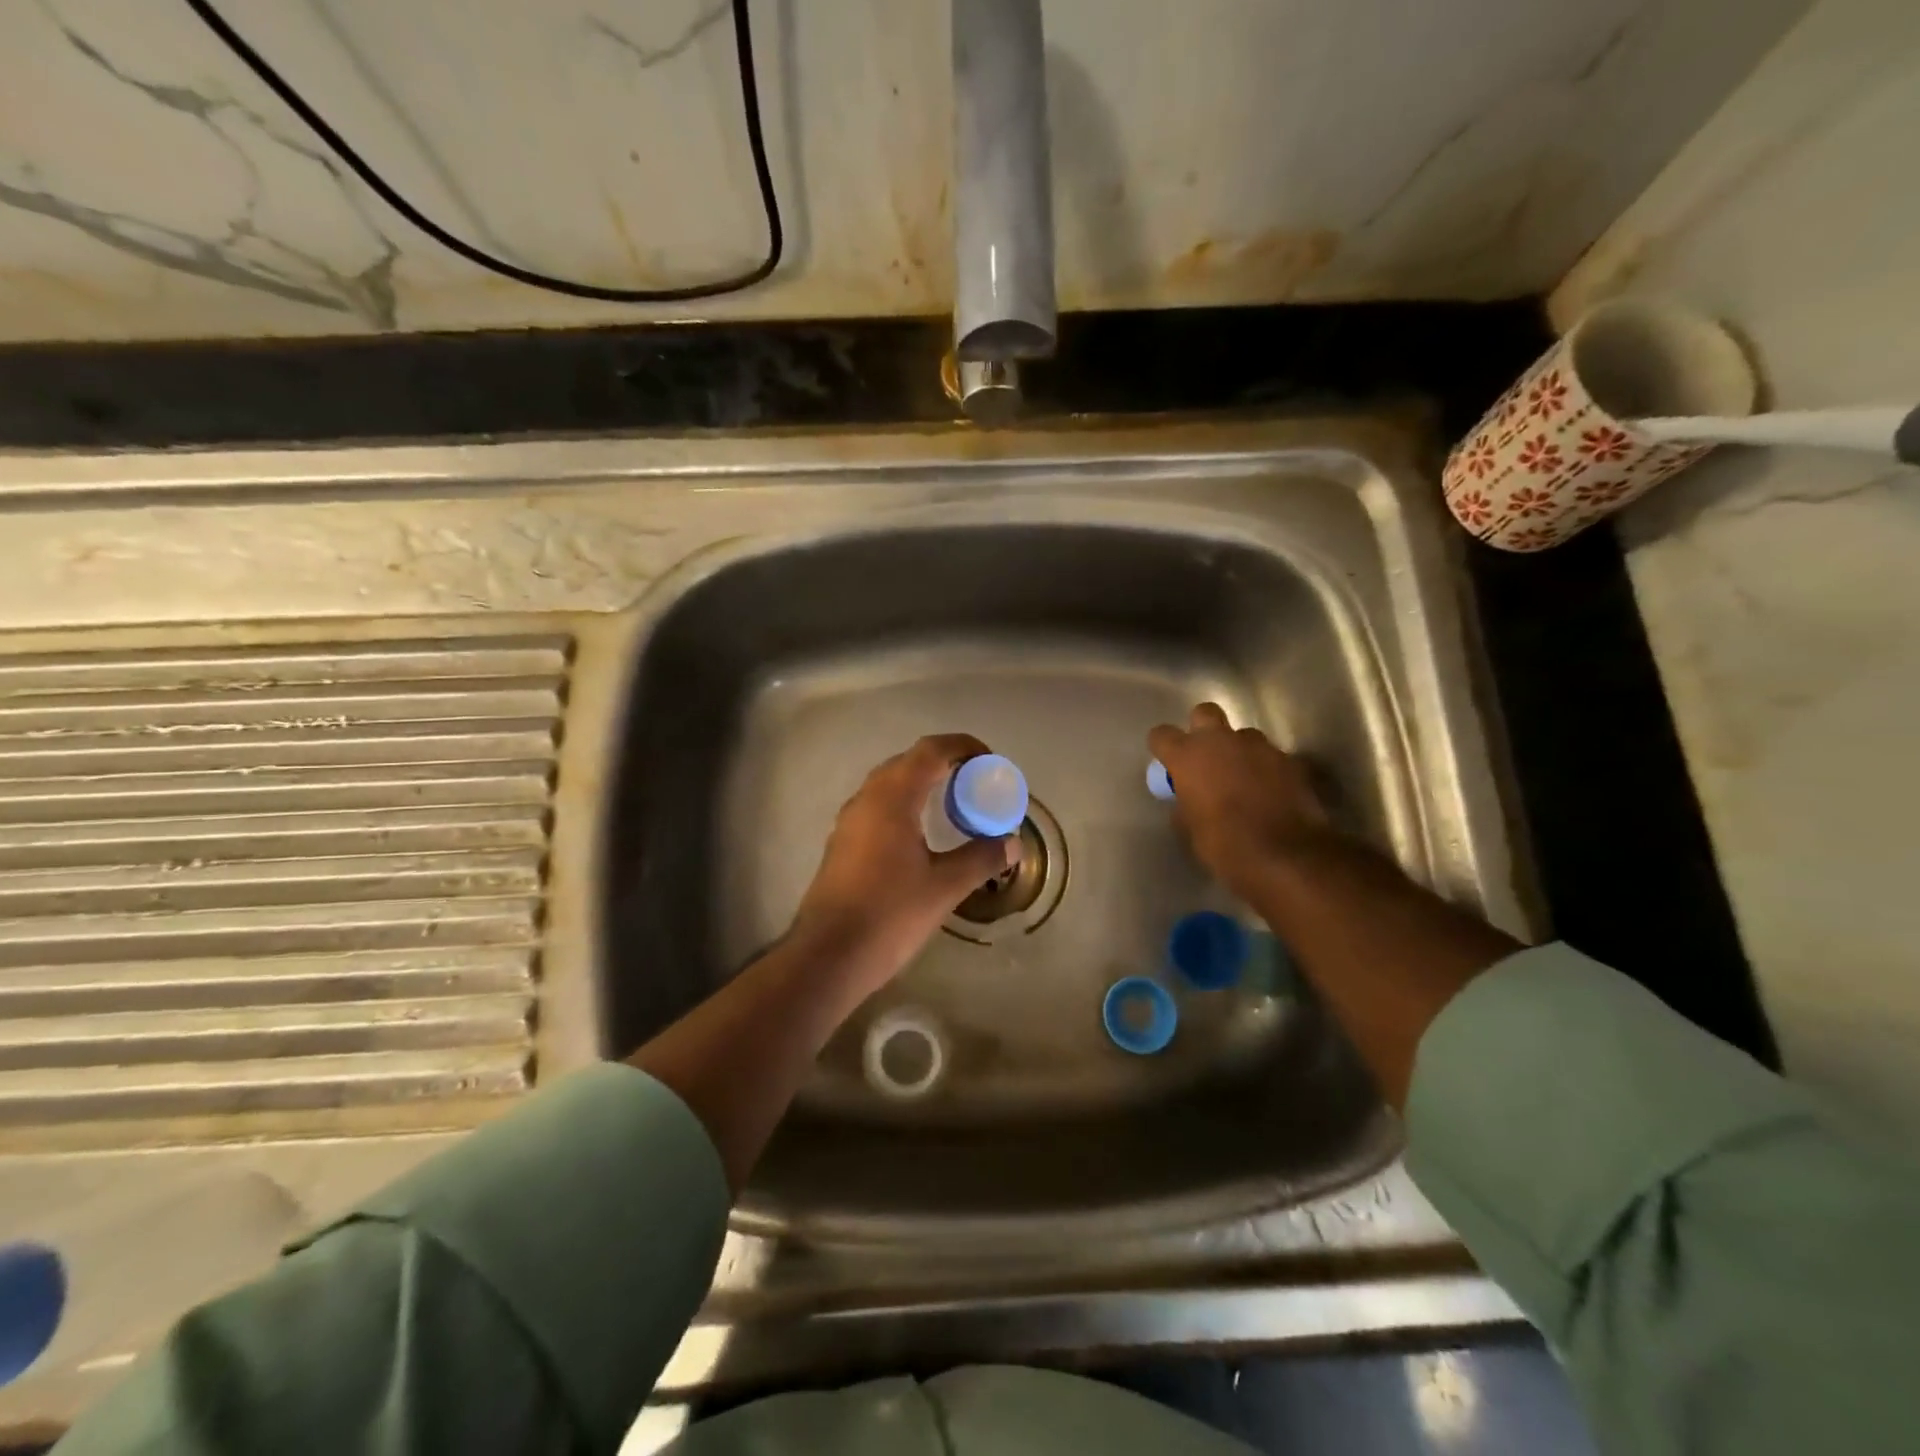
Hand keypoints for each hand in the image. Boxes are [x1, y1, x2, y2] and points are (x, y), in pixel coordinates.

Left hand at [791, 733, 1020, 998]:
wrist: (828, 956)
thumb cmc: (889, 915)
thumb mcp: (944, 887)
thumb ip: (980, 859)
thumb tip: (1012, 843)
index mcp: (891, 798)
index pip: (929, 751)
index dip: (962, 746)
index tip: (989, 760)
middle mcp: (866, 800)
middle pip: (907, 762)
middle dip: (943, 763)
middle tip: (975, 781)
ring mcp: (849, 822)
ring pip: (889, 785)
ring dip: (921, 783)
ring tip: (952, 803)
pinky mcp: (842, 844)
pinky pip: (878, 807)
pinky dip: (905, 805)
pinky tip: (920, 835)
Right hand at [1147, 703, 1332, 900]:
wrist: (1285, 857)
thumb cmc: (1224, 846)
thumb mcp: (1190, 829)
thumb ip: (1185, 803)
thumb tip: (1188, 800)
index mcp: (1188, 756)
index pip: (1162, 735)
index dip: (1163, 747)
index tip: (1167, 763)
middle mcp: (1222, 741)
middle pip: (1205, 713)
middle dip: (1203, 729)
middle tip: (1206, 757)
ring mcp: (1260, 747)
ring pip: (1244, 736)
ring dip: (1240, 751)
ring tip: (1244, 779)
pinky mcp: (1291, 760)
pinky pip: (1271, 757)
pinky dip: (1267, 770)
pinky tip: (1270, 793)